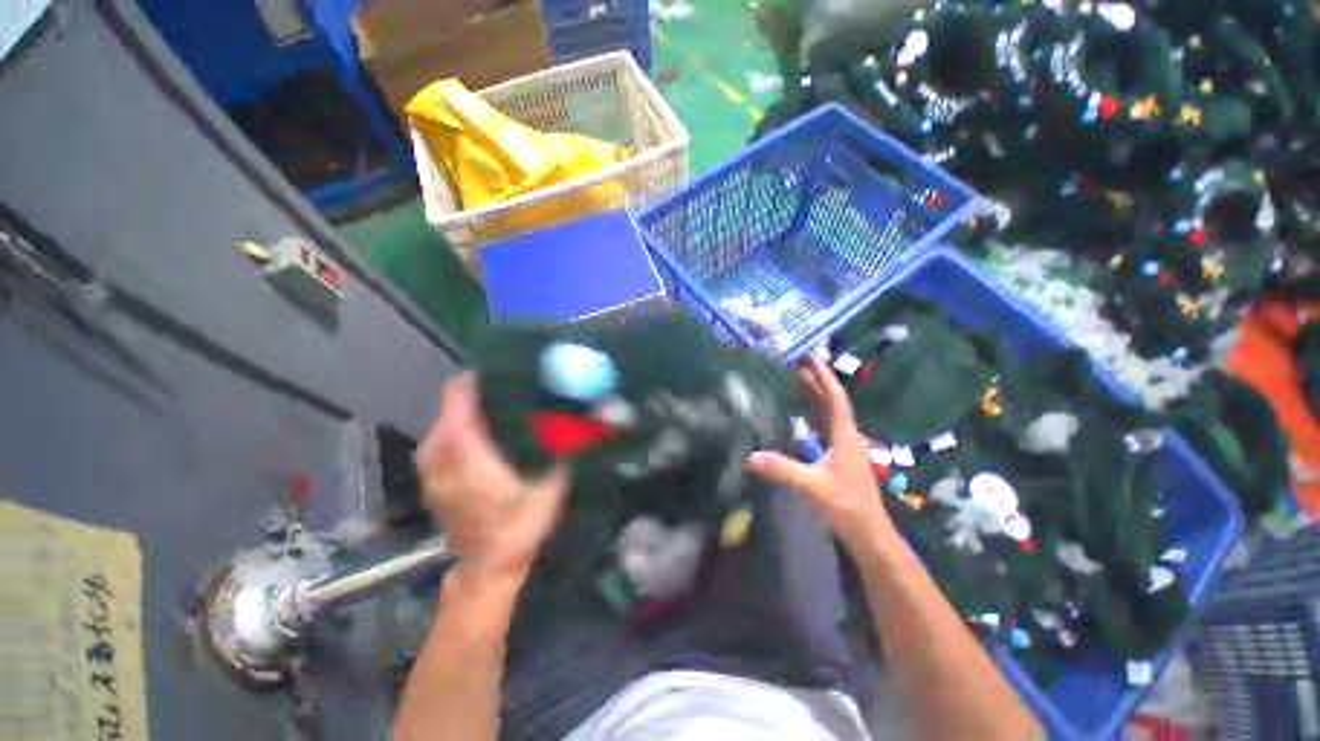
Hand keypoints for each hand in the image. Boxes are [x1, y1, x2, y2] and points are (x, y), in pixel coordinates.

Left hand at [416, 374, 570, 584]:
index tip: (500, 371)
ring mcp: (431, 470)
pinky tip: (484, 432)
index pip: (459, 405)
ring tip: (498, 406)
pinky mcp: (431, 478)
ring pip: (444, 423)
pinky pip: (441, 439)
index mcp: (468, 458)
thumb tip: (594, 419)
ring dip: (467, 411)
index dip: (475, 383)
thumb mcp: (552, 487)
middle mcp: (441, 459)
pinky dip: (458, 428)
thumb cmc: (521, 526)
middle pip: (451, 408)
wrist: (489, 567)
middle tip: (508, 388)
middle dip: (477, 394)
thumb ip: (570, 450)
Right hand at [745, 357, 894, 549]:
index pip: (835, 398)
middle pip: (832, 400)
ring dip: (815, 394)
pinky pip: (825, 424)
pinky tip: (800, 412)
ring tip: (796, 379)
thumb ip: (782, 470)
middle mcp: (846, 435)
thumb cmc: (845, 506)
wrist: (868, 532)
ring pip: (829, 412)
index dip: (823, 376)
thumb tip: (749, 457)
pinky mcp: (839, 455)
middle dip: (816, 380)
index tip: (810, 357)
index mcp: (844, 435)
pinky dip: (813, 412)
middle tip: (796, 363)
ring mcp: (844, 445)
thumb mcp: (812, 486)